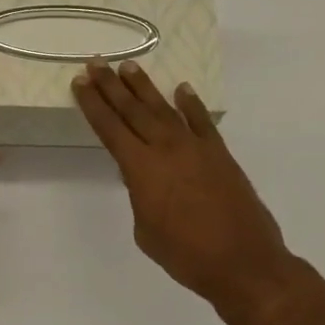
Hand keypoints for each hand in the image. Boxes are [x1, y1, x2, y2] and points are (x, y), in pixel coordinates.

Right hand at [73, 59, 323, 324]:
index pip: (109, 127)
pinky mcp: (220, 154)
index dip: (92, 104)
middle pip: (133, 110)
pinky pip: (202, 121)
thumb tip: (144, 178)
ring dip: (144, 87)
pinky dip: (191, 104)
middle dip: (111, 85)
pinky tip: (182, 90)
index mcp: (141, 168)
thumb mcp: (146, 230)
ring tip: (129, 66)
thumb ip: (140, 196)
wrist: (243, 262)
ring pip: (164, 109)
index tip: (80, 81)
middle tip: (96, 62)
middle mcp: (166, 148)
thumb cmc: (185, 255)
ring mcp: (196, 148)